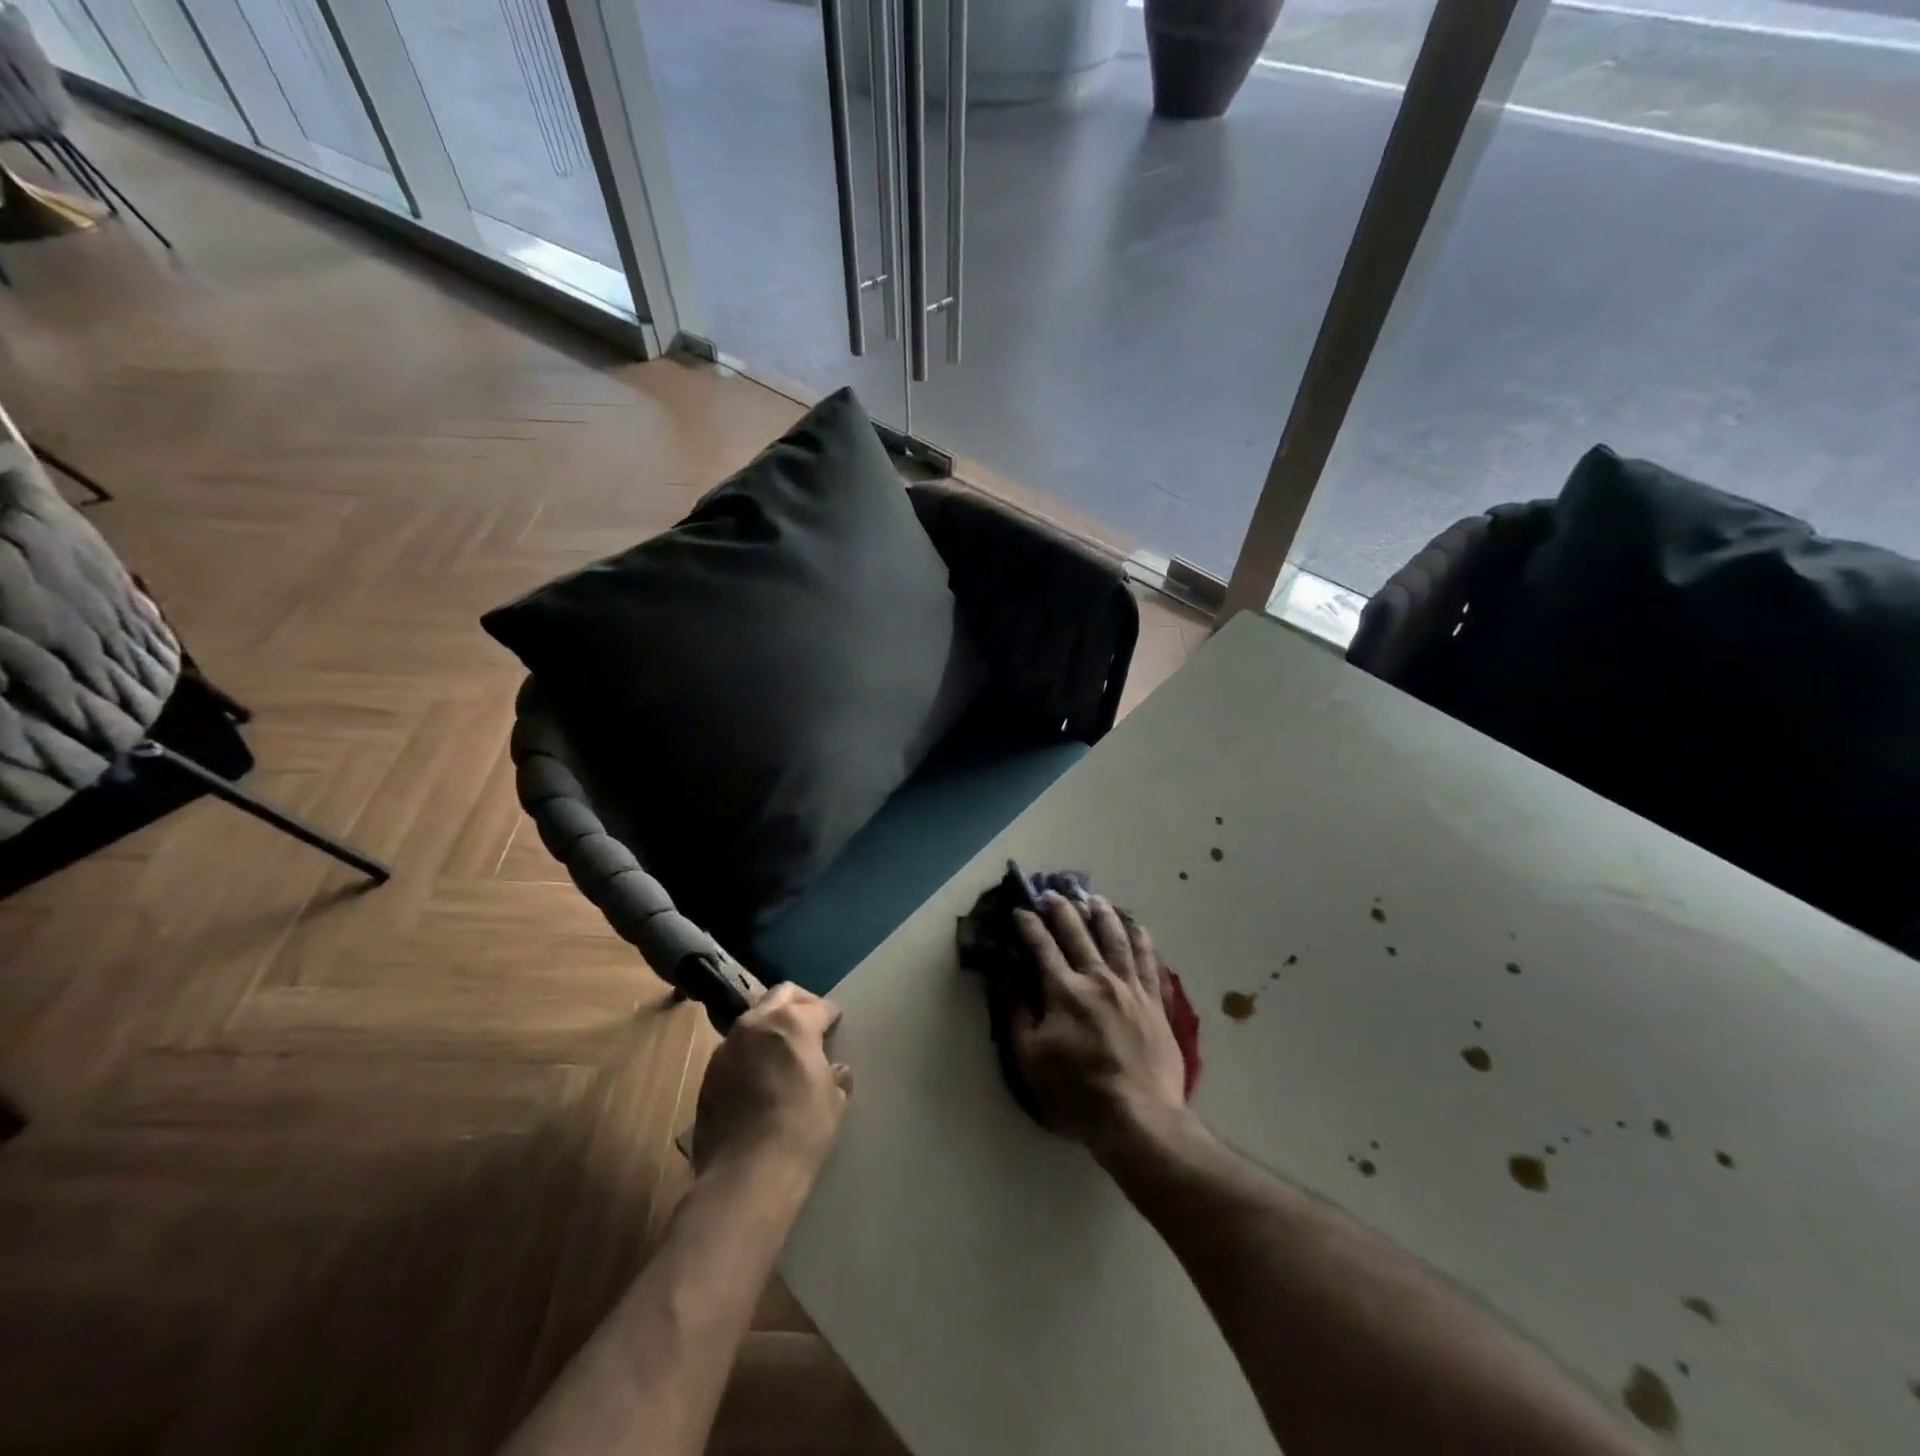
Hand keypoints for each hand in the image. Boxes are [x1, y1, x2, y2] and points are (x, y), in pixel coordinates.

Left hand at [692, 984, 852, 1179]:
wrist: (746, 1175)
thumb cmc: (801, 1131)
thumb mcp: (834, 1101)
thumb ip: (834, 1076)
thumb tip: (834, 1071)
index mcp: (793, 1023)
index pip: (819, 1006)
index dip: (831, 1015)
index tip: (836, 1025)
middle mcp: (757, 1023)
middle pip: (781, 995)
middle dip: (799, 1003)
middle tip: (811, 1023)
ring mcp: (728, 1046)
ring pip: (753, 1020)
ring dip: (770, 1027)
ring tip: (782, 1051)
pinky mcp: (709, 1072)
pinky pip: (735, 1050)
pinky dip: (750, 1054)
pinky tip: (759, 1078)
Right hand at [1011, 894, 1192, 1165]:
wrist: (1139, 1119)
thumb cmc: (1076, 1093)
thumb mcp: (1030, 1058)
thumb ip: (1014, 1010)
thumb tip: (1000, 972)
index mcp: (1064, 990)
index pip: (1041, 946)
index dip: (1028, 926)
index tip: (1019, 910)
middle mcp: (1098, 978)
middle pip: (1078, 933)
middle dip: (1061, 910)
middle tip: (1052, 894)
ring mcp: (1131, 988)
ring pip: (1116, 939)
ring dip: (1103, 914)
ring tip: (1095, 898)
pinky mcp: (1155, 1003)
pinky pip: (1148, 961)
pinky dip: (1141, 940)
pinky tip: (1137, 927)